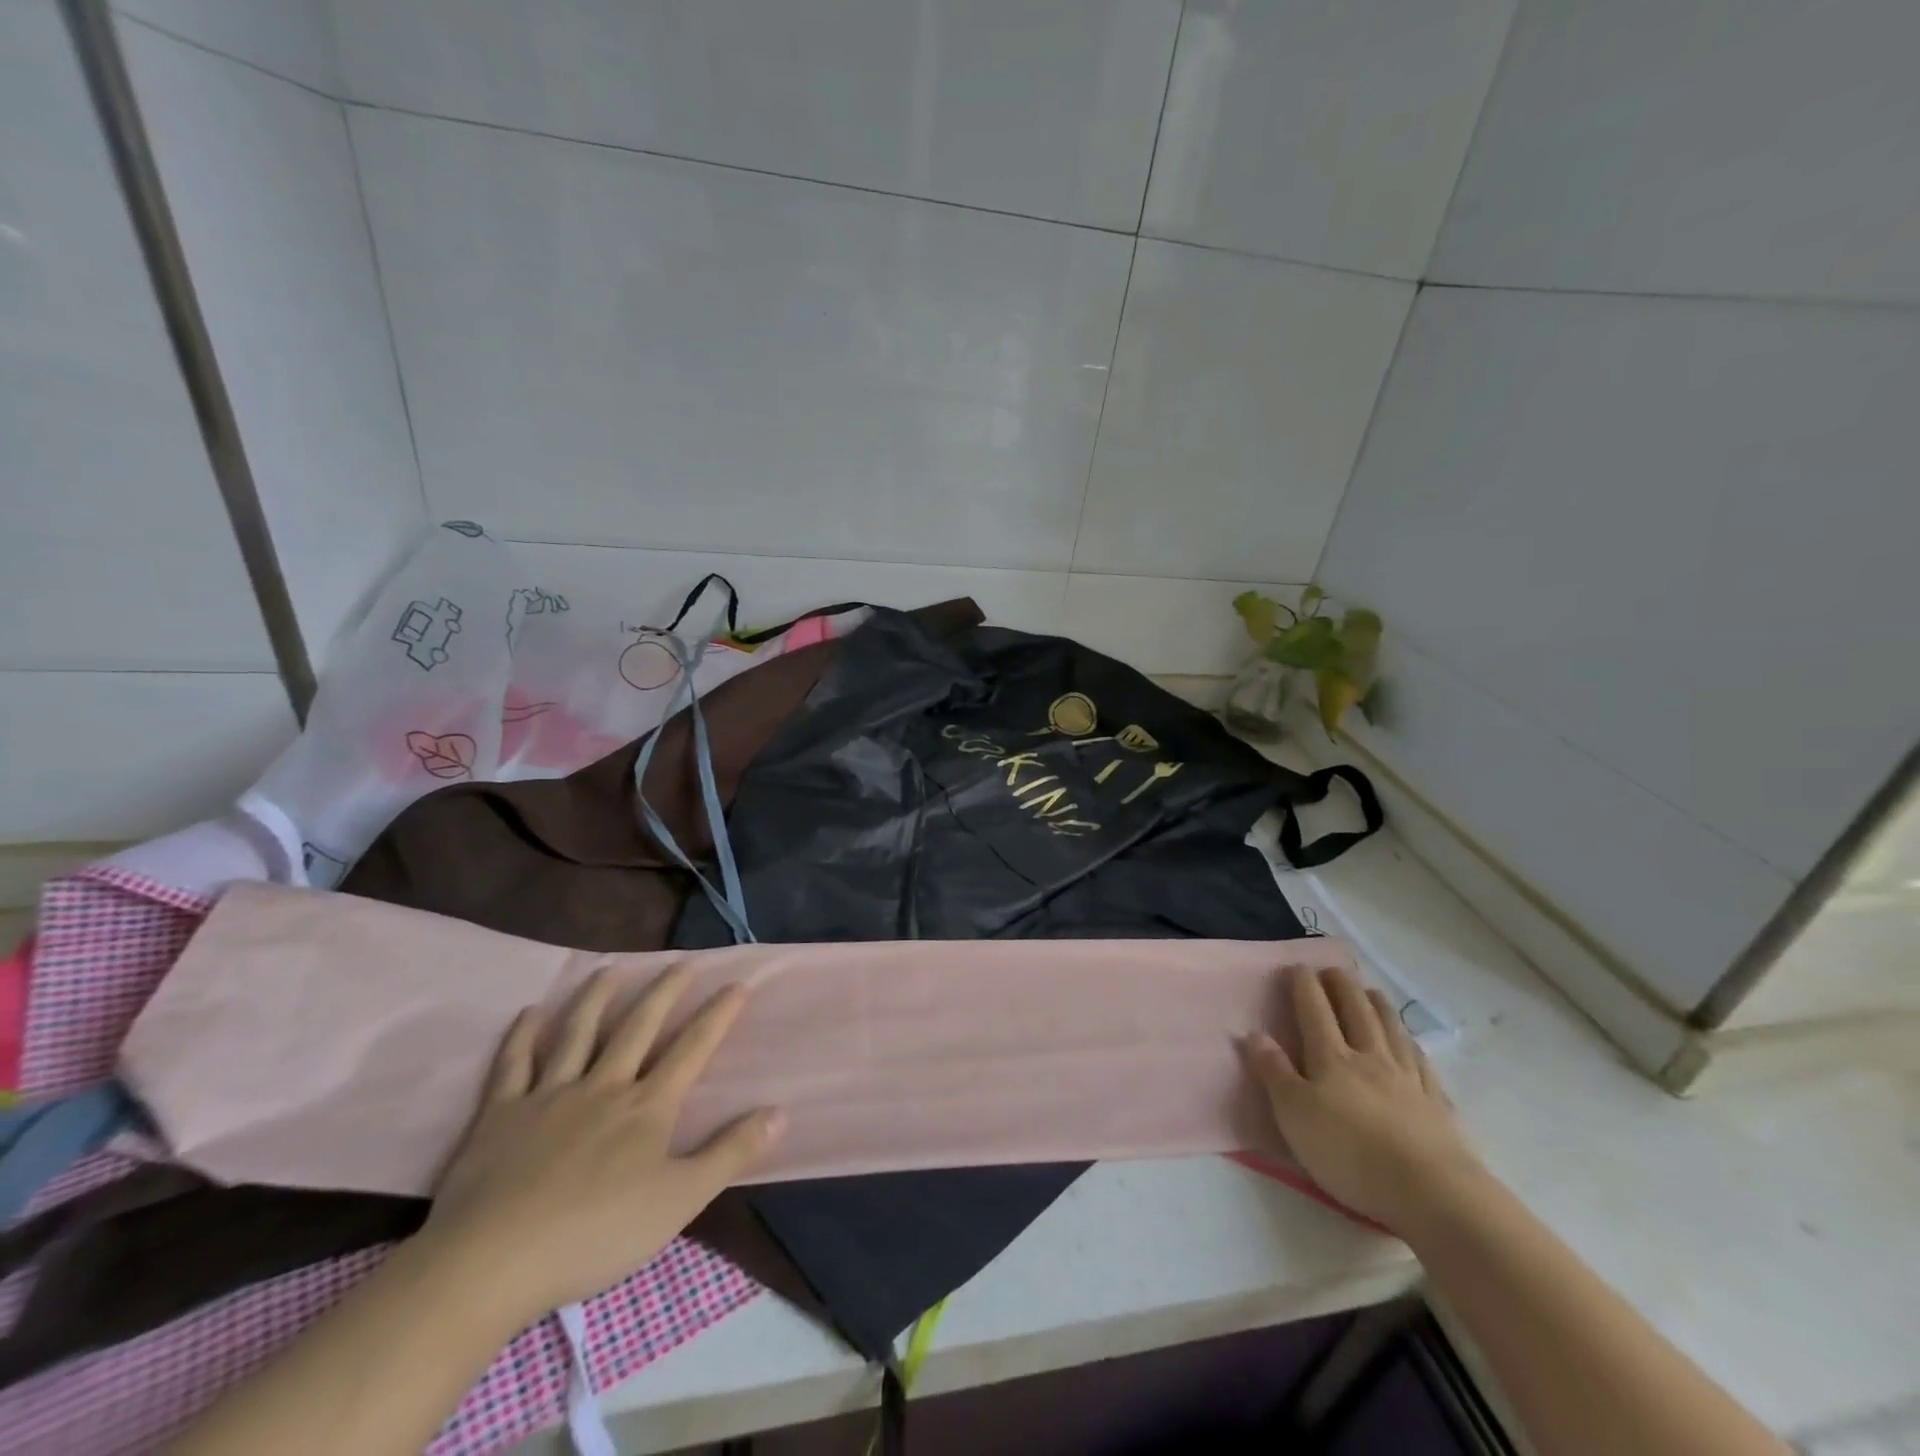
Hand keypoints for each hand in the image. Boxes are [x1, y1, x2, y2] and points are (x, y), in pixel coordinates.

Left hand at [417, 967, 785, 1326]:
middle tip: (681, 962)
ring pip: (578, 1033)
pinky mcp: (500, 1113)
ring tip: (611, 968)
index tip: (736, 984)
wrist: (491, 1263)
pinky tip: (531, 1012)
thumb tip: (780, 1112)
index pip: (691, 1049)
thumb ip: (731, 1154)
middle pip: (638, 1027)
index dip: (717, 1016)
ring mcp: (549, 1095)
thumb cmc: (595, 1235)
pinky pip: (514, 1063)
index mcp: (647, 1107)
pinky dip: (523, 1035)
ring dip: (597, 998)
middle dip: (664, 992)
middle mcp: (603, 1086)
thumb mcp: (679, 1201)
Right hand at [1247, 964, 1483, 1232]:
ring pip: (1390, 1029)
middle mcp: (1369, 1057)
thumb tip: (1254, 1033)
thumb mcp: (1294, 1115)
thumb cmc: (1349, 1153)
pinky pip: (1421, 1062)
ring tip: (1370, 990)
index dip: (1304, 986)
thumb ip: (1274, 1072)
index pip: (1314, 1011)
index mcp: (1331, 1058)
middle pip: (1355, 1011)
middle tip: (1333, 969)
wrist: (1430, 1192)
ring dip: (1377, 1005)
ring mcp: (1406, 1078)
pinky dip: (1410, 1043)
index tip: (1298, 966)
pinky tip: (1409, 1041)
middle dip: (1341, 986)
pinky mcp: (1435, 1103)